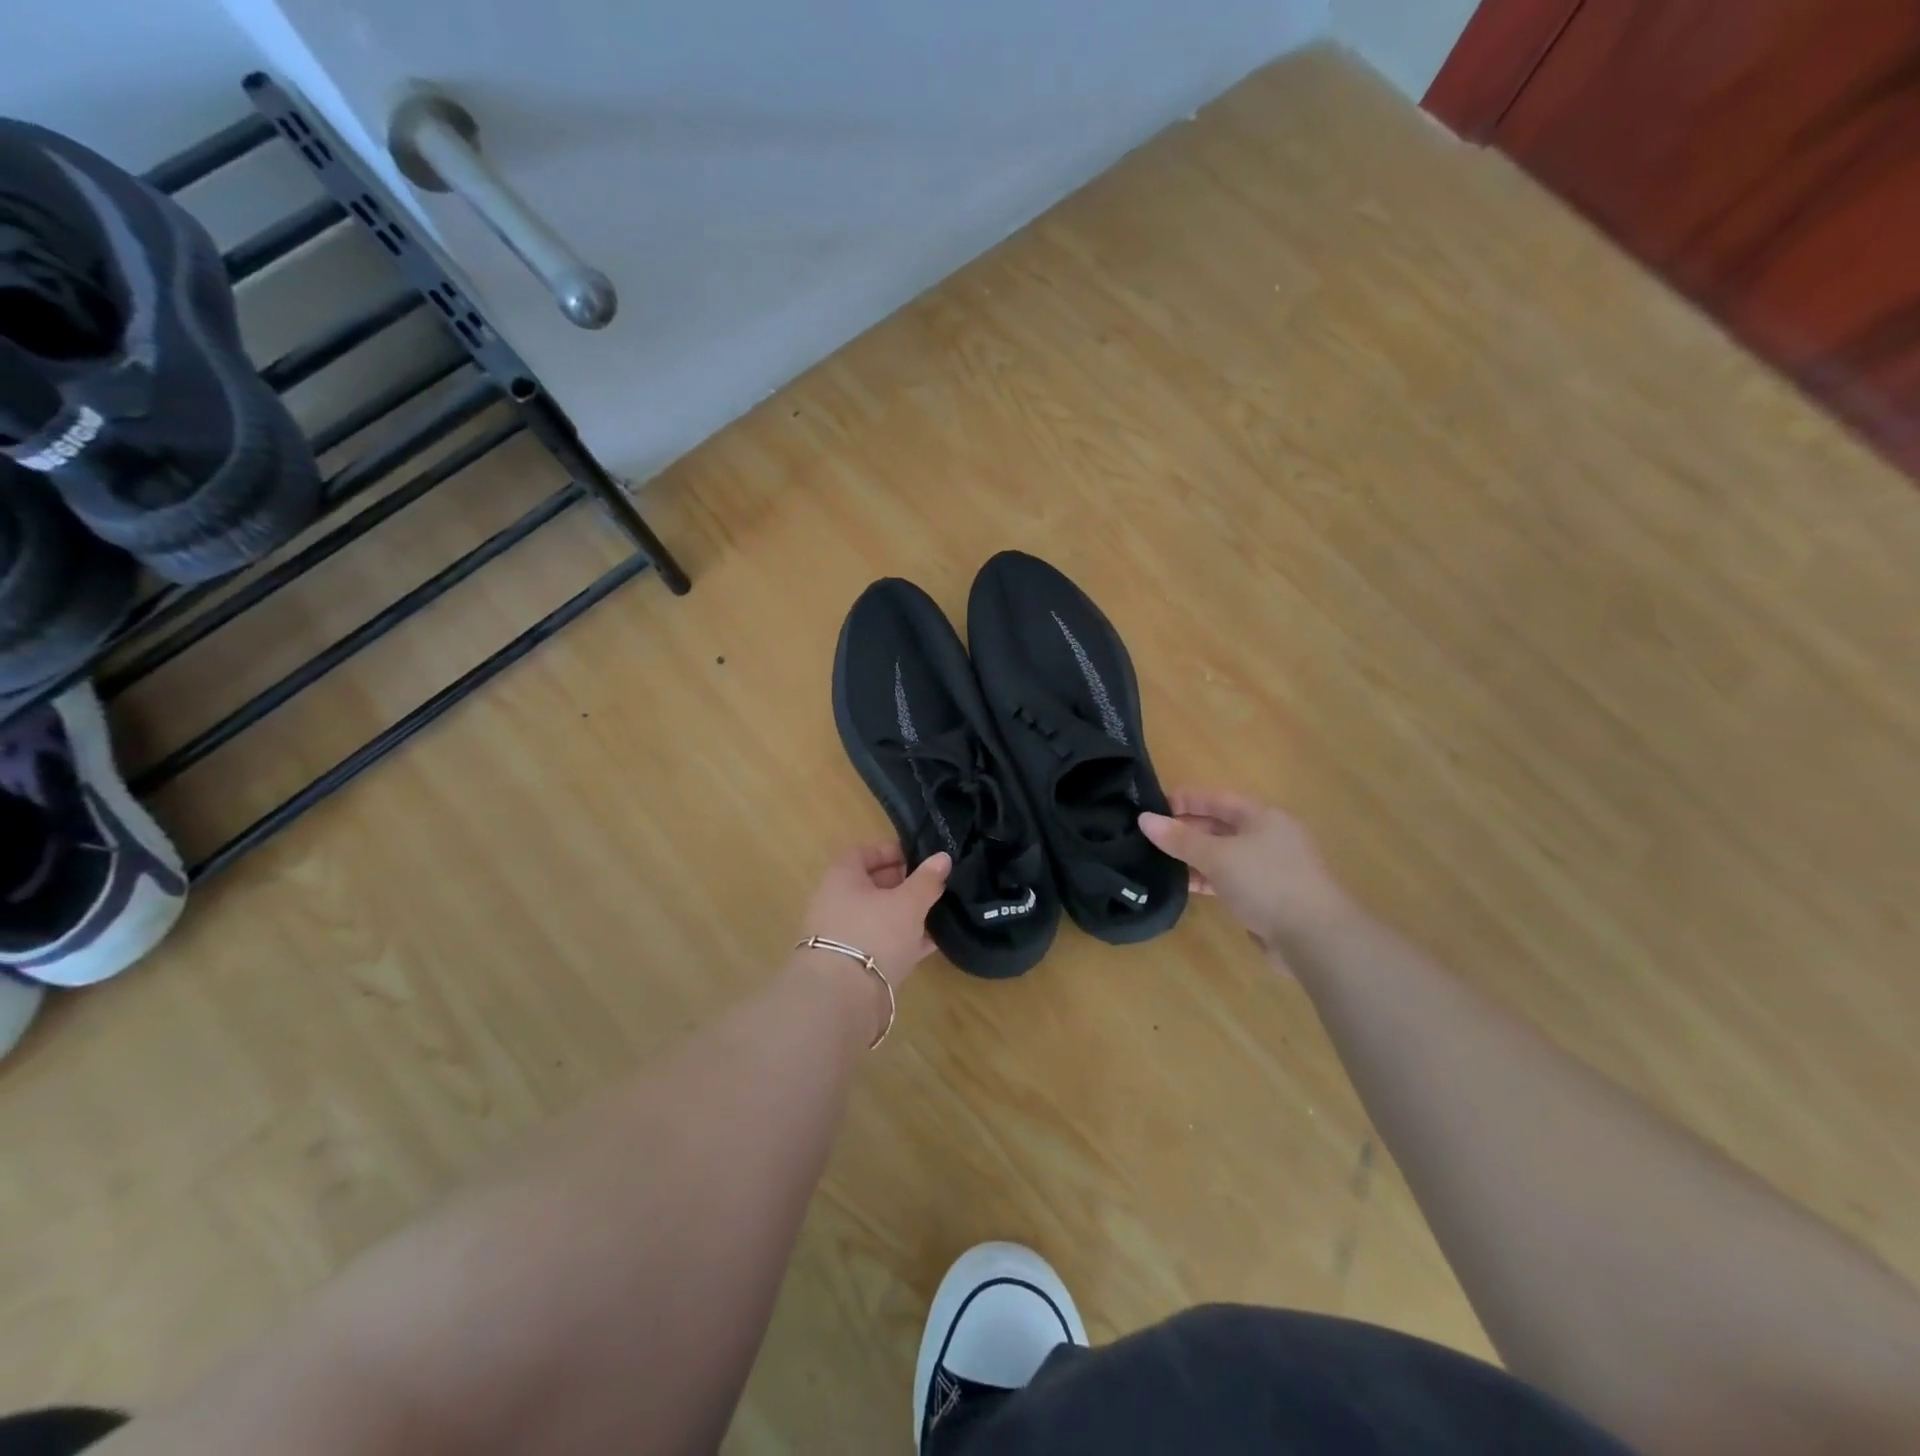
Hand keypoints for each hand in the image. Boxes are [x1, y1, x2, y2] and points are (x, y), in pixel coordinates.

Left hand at [799, 844, 951, 986]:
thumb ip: (927, 879)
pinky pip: (882, 944)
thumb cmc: (873, 933)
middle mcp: (836, 903)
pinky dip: (904, 940)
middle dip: (902, 882)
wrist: (843, 998)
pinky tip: (931, 942)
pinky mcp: (853, 966)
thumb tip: (942, 857)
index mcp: (842, 878)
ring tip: (938, 910)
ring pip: (878, 916)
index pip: (862, 853)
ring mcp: (843, 936)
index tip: (917, 855)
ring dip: (905, 913)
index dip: (889, 851)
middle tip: (932, 883)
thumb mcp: (908, 902)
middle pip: (871, 885)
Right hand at [1140, 790, 1356, 957]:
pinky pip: (1229, 879)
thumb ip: (1180, 838)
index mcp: (1262, 817)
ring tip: (1157, 860)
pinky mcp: (1267, 897)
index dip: (1184, 799)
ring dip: (1193, 857)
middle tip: (1149, 836)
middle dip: (1186, 829)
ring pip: (1223, 854)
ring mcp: (1270, 868)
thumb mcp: (1217, 856)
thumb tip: (1144, 819)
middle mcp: (1268, 837)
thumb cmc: (1266, 882)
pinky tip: (1183, 885)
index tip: (1150, 807)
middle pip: (1220, 826)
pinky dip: (1207, 879)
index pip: (1216, 798)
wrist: (1316, 937)